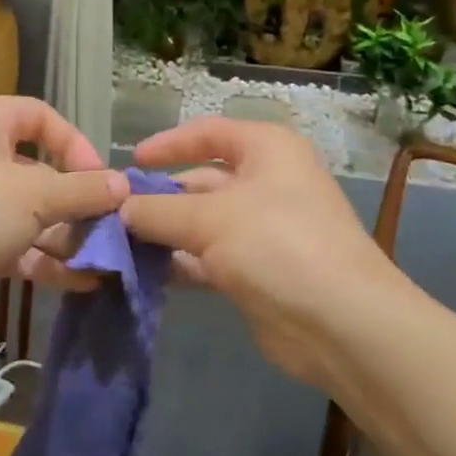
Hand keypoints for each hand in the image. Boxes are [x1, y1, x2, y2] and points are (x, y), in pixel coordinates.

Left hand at [0, 96, 126, 344]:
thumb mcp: (36, 196)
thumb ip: (84, 190)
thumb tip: (123, 186)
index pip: (42, 117)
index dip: (77, 145)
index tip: (101, 180)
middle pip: (39, 169)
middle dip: (76, 201)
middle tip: (110, 228)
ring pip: (28, 211)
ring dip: (65, 235)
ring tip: (103, 260)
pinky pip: (13, 242)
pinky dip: (44, 259)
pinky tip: (80, 281)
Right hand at [118, 117, 399, 388]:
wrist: (341, 323)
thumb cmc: (277, 244)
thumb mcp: (210, 219)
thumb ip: (159, 210)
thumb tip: (119, 208)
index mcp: (266, 150)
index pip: (209, 133)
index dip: (168, 144)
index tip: (131, 161)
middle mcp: (267, 182)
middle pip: (202, 180)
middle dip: (161, 196)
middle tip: (115, 213)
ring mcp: (263, 229)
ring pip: (202, 223)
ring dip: (166, 233)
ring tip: (119, 244)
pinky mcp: (257, 271)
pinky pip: (209, 258)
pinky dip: (181, 263)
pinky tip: (145, 272)